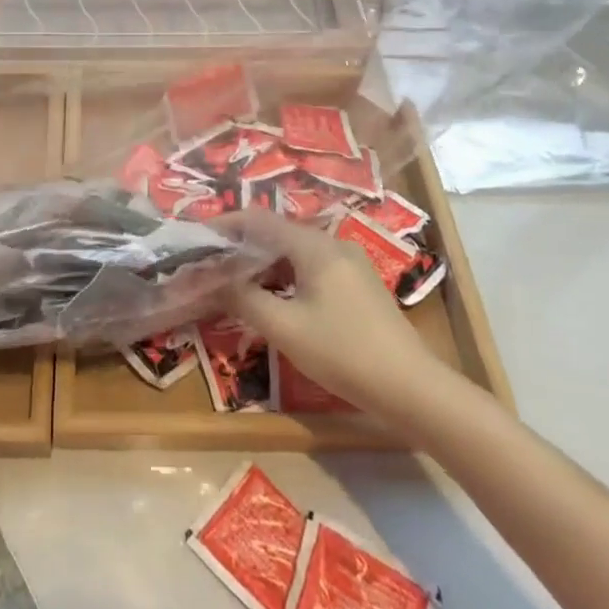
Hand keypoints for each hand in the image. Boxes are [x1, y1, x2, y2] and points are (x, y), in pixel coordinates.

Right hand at [217, 210, 448, 426]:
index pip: (259, 220)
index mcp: (314, 246)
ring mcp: (350, 263)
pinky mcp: (358, 285)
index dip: (225, 224)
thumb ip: (244, 298)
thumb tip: (211, 280)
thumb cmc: (343, 352)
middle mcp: (333, 244)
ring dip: (263, 263)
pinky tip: (274, 297)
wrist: (412, 388)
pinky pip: (311, 267)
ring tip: (235, 282)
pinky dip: (285, 275)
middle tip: (211, 264)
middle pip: (277, 233)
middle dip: (242, 246)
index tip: (197, 237)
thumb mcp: (285, 328)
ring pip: (294, 251)